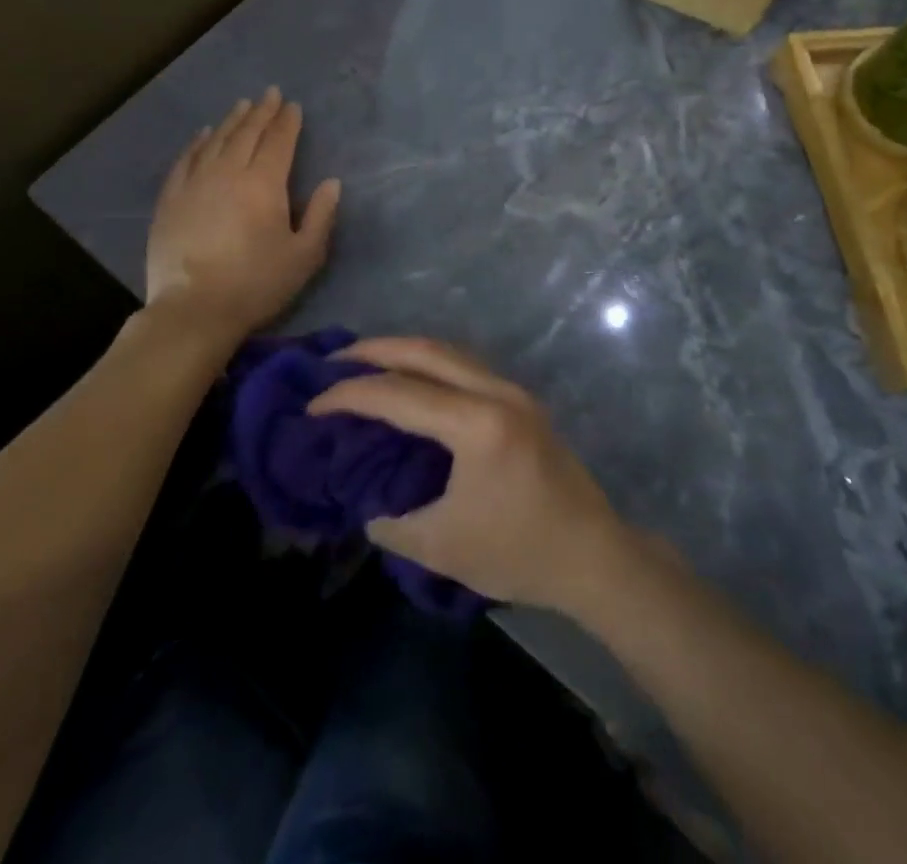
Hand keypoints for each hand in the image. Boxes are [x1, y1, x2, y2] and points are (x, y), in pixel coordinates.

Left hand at [145, 88, 340, 333]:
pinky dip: (198, 142)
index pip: (279, 142)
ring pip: (216, 140)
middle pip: (247, 133)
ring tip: (242, 105)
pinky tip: (204, 134)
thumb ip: (321, 216)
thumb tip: (331, 183)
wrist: (194, 310)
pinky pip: (186, 159)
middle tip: (270, 94)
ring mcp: (195, 182)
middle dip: (262, 112)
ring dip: (232, 120)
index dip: (287, 122)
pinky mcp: (171, 198)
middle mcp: (228, 172)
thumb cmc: (257, 284)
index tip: (293, 106)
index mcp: (264, 184)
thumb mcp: (304, 256)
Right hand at [308, 337, 625, 612]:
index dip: (350, 396)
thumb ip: (392, 523)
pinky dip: (430, 365)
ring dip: (404, 352)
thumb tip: (364, 504)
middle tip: (333, 362)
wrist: (594, 557)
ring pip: (449, 352)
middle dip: (375, 350)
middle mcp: (496, 392)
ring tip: (366, 364)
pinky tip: (412, 383)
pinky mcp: (522, 402)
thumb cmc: (519, 553)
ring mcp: (513, 392)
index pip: (399, 395)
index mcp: (477, 424)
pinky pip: (465, 367)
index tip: (312, 406)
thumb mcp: (442, 547)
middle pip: (426, 351)